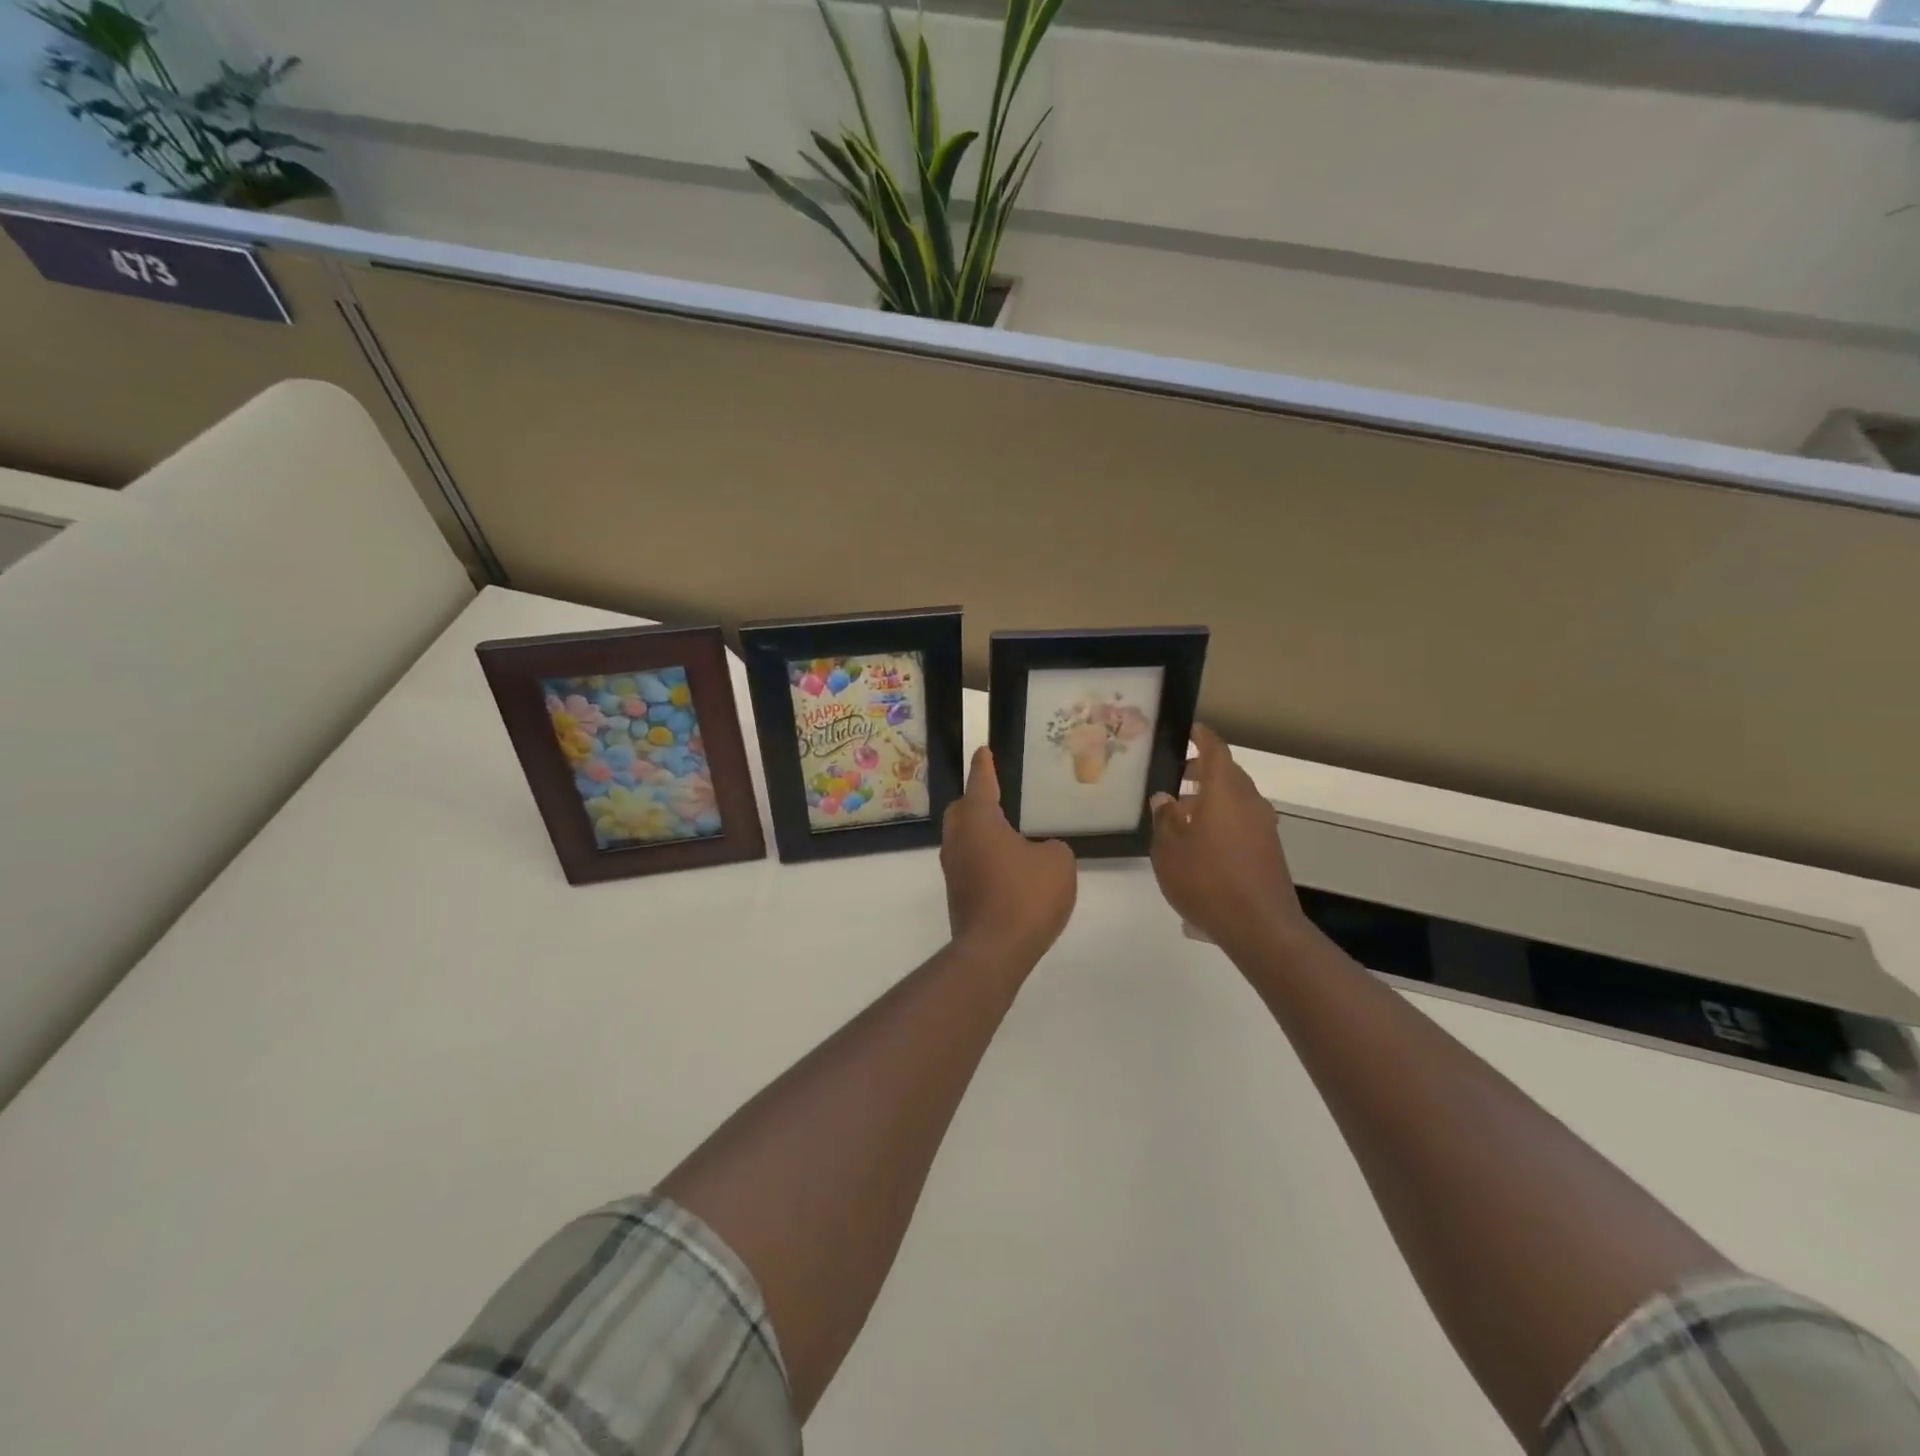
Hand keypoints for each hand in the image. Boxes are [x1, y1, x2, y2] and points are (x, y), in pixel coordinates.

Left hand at [941, 746, 1076, 965]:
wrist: (995, 950)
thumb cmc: (1026, 895)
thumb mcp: (1058, 862)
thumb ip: (1052, 848)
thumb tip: (1039, 852)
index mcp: (978, 820)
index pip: (981, 782)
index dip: (985, 766)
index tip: (984, 750)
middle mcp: (958, 839)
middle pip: (962, 810)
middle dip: (976, 799)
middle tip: (997, 794)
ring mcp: (953, 869)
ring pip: (963, 838)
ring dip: (981, 831)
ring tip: (1007, 832)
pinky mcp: (958, 894)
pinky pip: (970, 862)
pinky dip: (985, 857)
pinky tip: (1007, 867)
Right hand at [1149, 723, 1306, 953]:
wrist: (1260, 927)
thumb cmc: (1207, 880)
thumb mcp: (1169, 849)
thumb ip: (1165, 819)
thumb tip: (1165, 799)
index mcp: (1225, 792)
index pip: (1215, 751)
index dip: (1202, 737)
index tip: (1190, 729)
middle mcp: (1249, 802)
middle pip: (1227, 774)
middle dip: (1202, 770)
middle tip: (1175, 775)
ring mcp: (1263, 826)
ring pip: (1235, 799)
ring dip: (1210, 798)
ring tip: (1181, 814)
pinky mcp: (1267, 849)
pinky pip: (1241, 820)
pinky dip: (1221, 819)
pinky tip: (1200, 843)